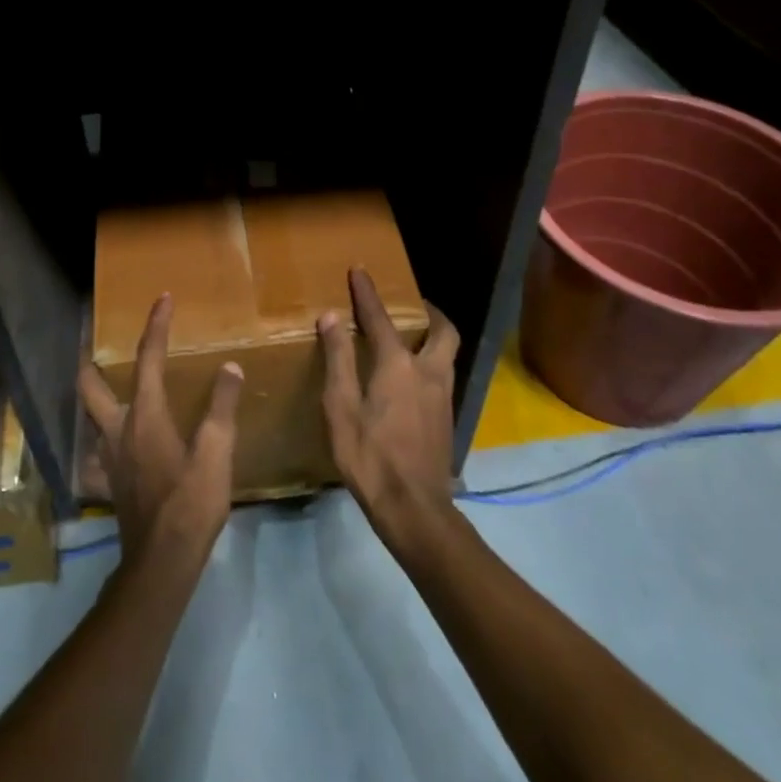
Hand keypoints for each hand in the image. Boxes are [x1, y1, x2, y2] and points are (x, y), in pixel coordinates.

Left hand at [79, 294, 243, 566]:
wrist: (162, 563)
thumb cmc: (191, 502)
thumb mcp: (217, 452)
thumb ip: (221, 407)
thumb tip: (229, 367)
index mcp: (145, 414)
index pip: (149, 357)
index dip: (156, 325)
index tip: (162, 299)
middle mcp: (118, 429)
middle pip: (90, 386)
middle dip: (90, 360)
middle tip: (93, 343)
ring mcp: (109, 459)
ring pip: (89, 418)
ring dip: (93, 398)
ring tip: (106, 389)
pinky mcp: (109, 484)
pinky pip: (97, 458)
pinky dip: (100, 447)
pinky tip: (111, 451)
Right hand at [319, 268, 459, 550]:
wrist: (414, 510)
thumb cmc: (370, 457)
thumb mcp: (341, 407)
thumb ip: (338, 359)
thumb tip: (332, 316)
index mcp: (398, 365)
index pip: (380, 318)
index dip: (367, 293)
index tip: (359, 271)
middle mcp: (428, 372)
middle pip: (442, 330)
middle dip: (429, 311)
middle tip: (411, 305)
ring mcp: (444, 397)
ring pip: (448, 353)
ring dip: (434, 336)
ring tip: (412, 336)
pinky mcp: (447, 418)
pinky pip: (444, 374)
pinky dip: (432, 361)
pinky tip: (413, 378)